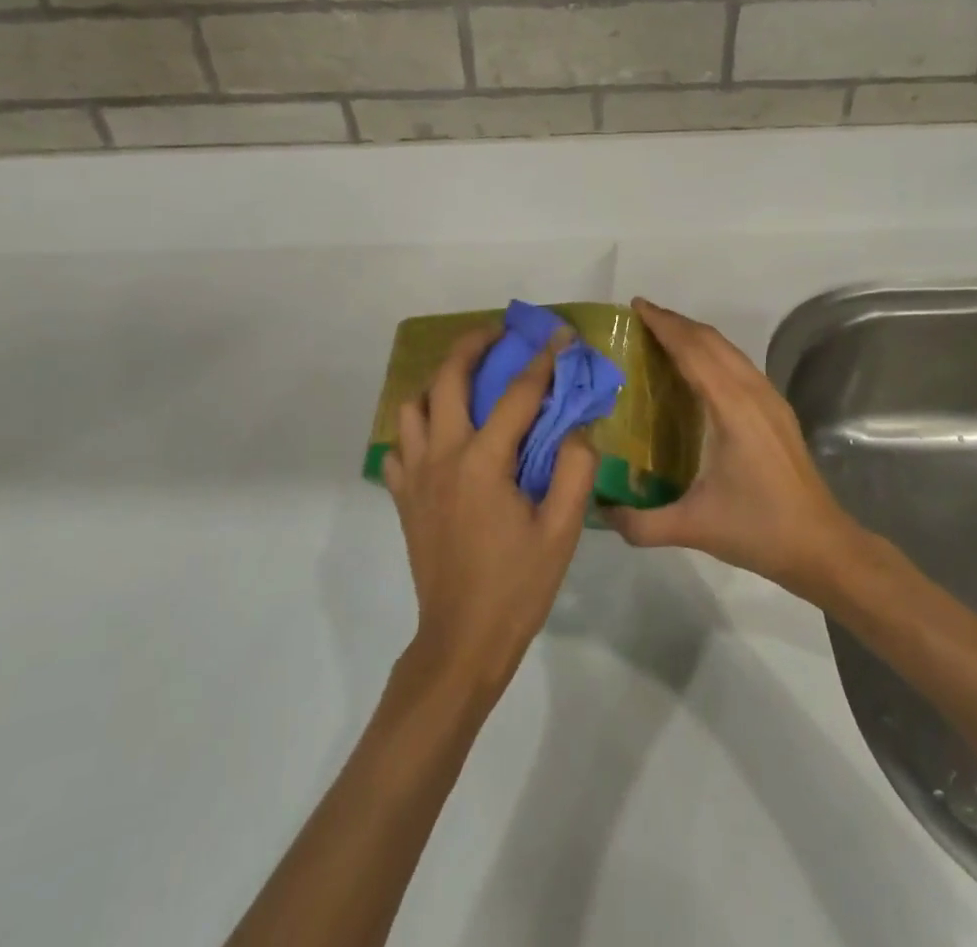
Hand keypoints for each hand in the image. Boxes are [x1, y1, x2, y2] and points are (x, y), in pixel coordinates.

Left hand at [385, 326, 598, 703]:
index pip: (517, 394)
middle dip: (473, 345)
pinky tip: (441, 435)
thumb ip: (575, 470)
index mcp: (483, 462)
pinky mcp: (402, 496)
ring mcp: (415, 475)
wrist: (460, 642)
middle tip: (499, 335)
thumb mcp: (561, 531)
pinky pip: (399, 445)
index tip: (558, 335)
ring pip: (412, 405)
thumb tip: (577, 428)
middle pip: (448, 378)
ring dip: (439, 383)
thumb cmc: (516, 587)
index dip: (542, 360)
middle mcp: (442, 456)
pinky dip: (417, 427)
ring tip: (468, 383)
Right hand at [604, 298, 858, 599]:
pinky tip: (697, 368)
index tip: (636, 306)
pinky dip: (713, 352)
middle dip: (676, 322)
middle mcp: (753, 392)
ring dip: (696, 335)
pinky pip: (739, 364)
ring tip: (663, 334)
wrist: (821, 545)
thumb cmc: (759, 530)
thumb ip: (641, 523)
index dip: (664, 325)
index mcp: (732, 408)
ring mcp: (770, 398)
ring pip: (729, 349)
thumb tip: (600, 511)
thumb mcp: (693, 528)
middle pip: (712, 340)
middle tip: (640, 316)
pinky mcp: (777, 410)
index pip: (693, 350)